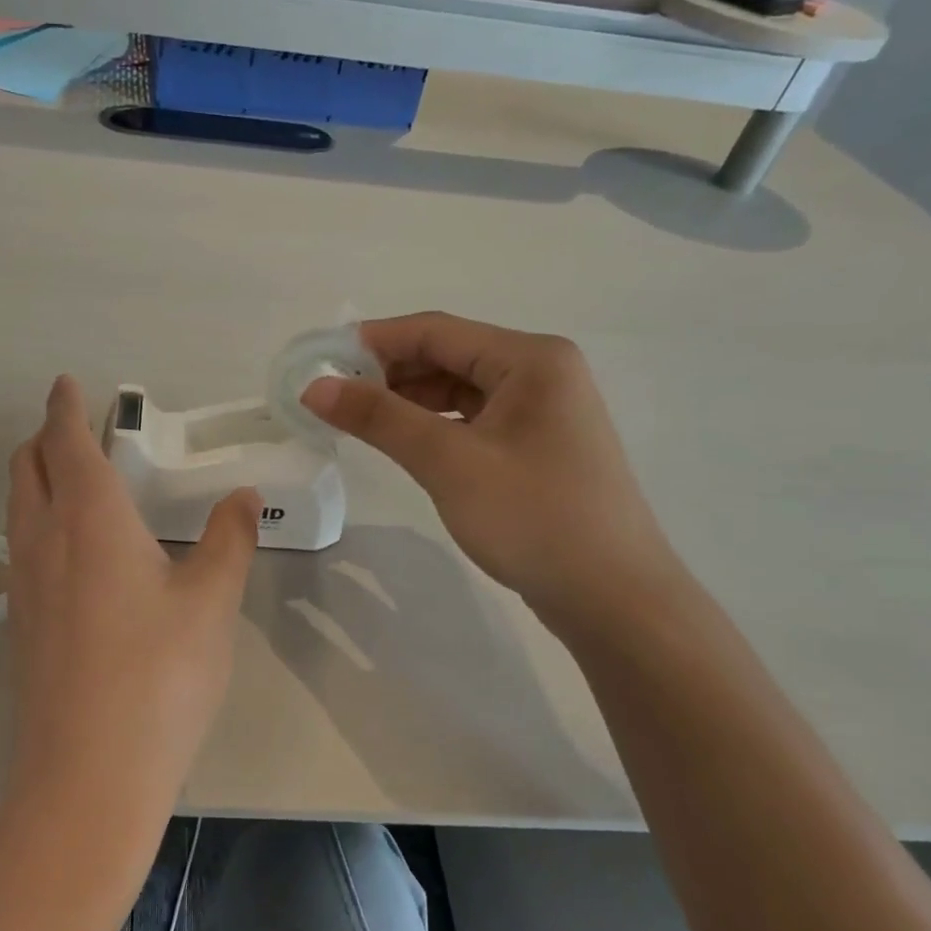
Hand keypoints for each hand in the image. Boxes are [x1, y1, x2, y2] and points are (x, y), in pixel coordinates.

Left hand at [3, 376, 258, 858]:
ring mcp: (23, 585)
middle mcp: (43, 540)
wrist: (87, 777)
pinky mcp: (20, 624)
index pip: (66, 441)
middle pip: (27, 467)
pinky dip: (38, 521)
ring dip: (37, 478)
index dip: (65, 407)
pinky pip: (21, 547)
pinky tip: (73, 552)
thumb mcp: (211, 602)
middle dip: (45, 437)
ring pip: (18, 507)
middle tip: (77, 428)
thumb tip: (242, 496)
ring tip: (74, 479)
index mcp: (89, 518)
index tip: (67, 385)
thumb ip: (229, 540)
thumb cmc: (159, 676)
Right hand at [301, 313, 681, 628]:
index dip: (374, 342)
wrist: (615, 599)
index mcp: (531, 359)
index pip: (437, 331)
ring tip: (358, 423)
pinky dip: (434, 427)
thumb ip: (380, 418)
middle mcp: (541, 373)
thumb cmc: (533, 518)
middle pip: (449, 356)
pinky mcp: (537, 447)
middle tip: (332, 399)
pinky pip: (473, 421)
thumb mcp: (448, 463)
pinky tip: (403, 444)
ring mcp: (543, 412)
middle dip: (389, 374)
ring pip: (459, 391)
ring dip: (409, 402)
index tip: (320, 363)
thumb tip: (315, 388)